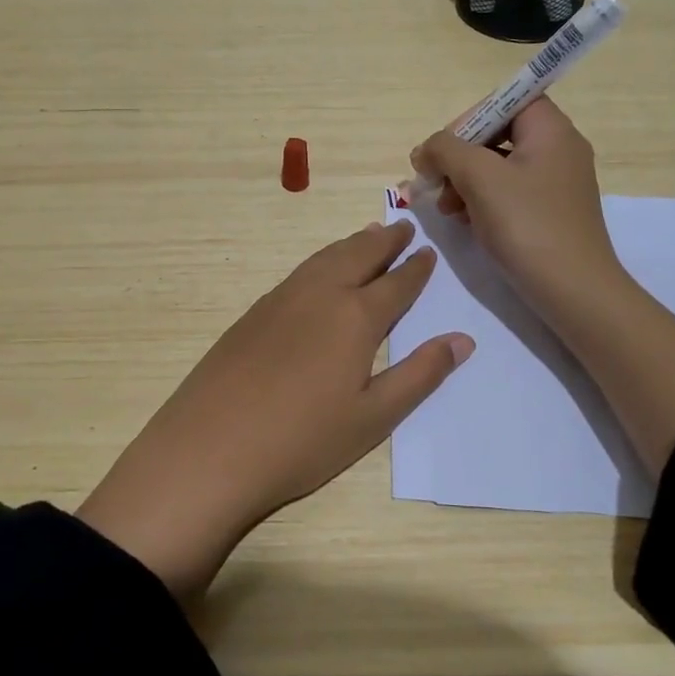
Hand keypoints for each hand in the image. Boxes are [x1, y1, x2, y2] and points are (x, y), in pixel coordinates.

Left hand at [77, 221, 473, 600]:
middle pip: (358, 256)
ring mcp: (280, 300)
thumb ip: (420, 375)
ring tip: (367, 235)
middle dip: (384, 241)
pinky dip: (321, 261)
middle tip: (402, 227)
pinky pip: (299, 272)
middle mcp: (319, 295)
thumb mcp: (373, 417)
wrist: (210, 448)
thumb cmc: (303, 441)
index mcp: (355, 318)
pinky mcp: (253, 313)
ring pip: (324, 259)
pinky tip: (319, 271)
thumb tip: (463, 340)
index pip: (395, 284)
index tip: (428, 252)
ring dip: (351, 244)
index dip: (416, 269)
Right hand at [410, 96, 624, 327]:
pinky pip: (508, 193)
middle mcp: (558, 150)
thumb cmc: (527, 224)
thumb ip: (446, 150)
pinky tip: (464, 222)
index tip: (445, 148)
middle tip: (435, 181)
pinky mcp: (549, 213)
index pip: (507, 100)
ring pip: (499, 166)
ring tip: (445, 208)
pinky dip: (482, 201)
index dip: (471, 117)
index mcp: (551, 130)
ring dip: (464, 181)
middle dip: (460, 156)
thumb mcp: (479, 177)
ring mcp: (556, 184)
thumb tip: (426, 149)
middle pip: (498, 134)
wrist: (573, 291)